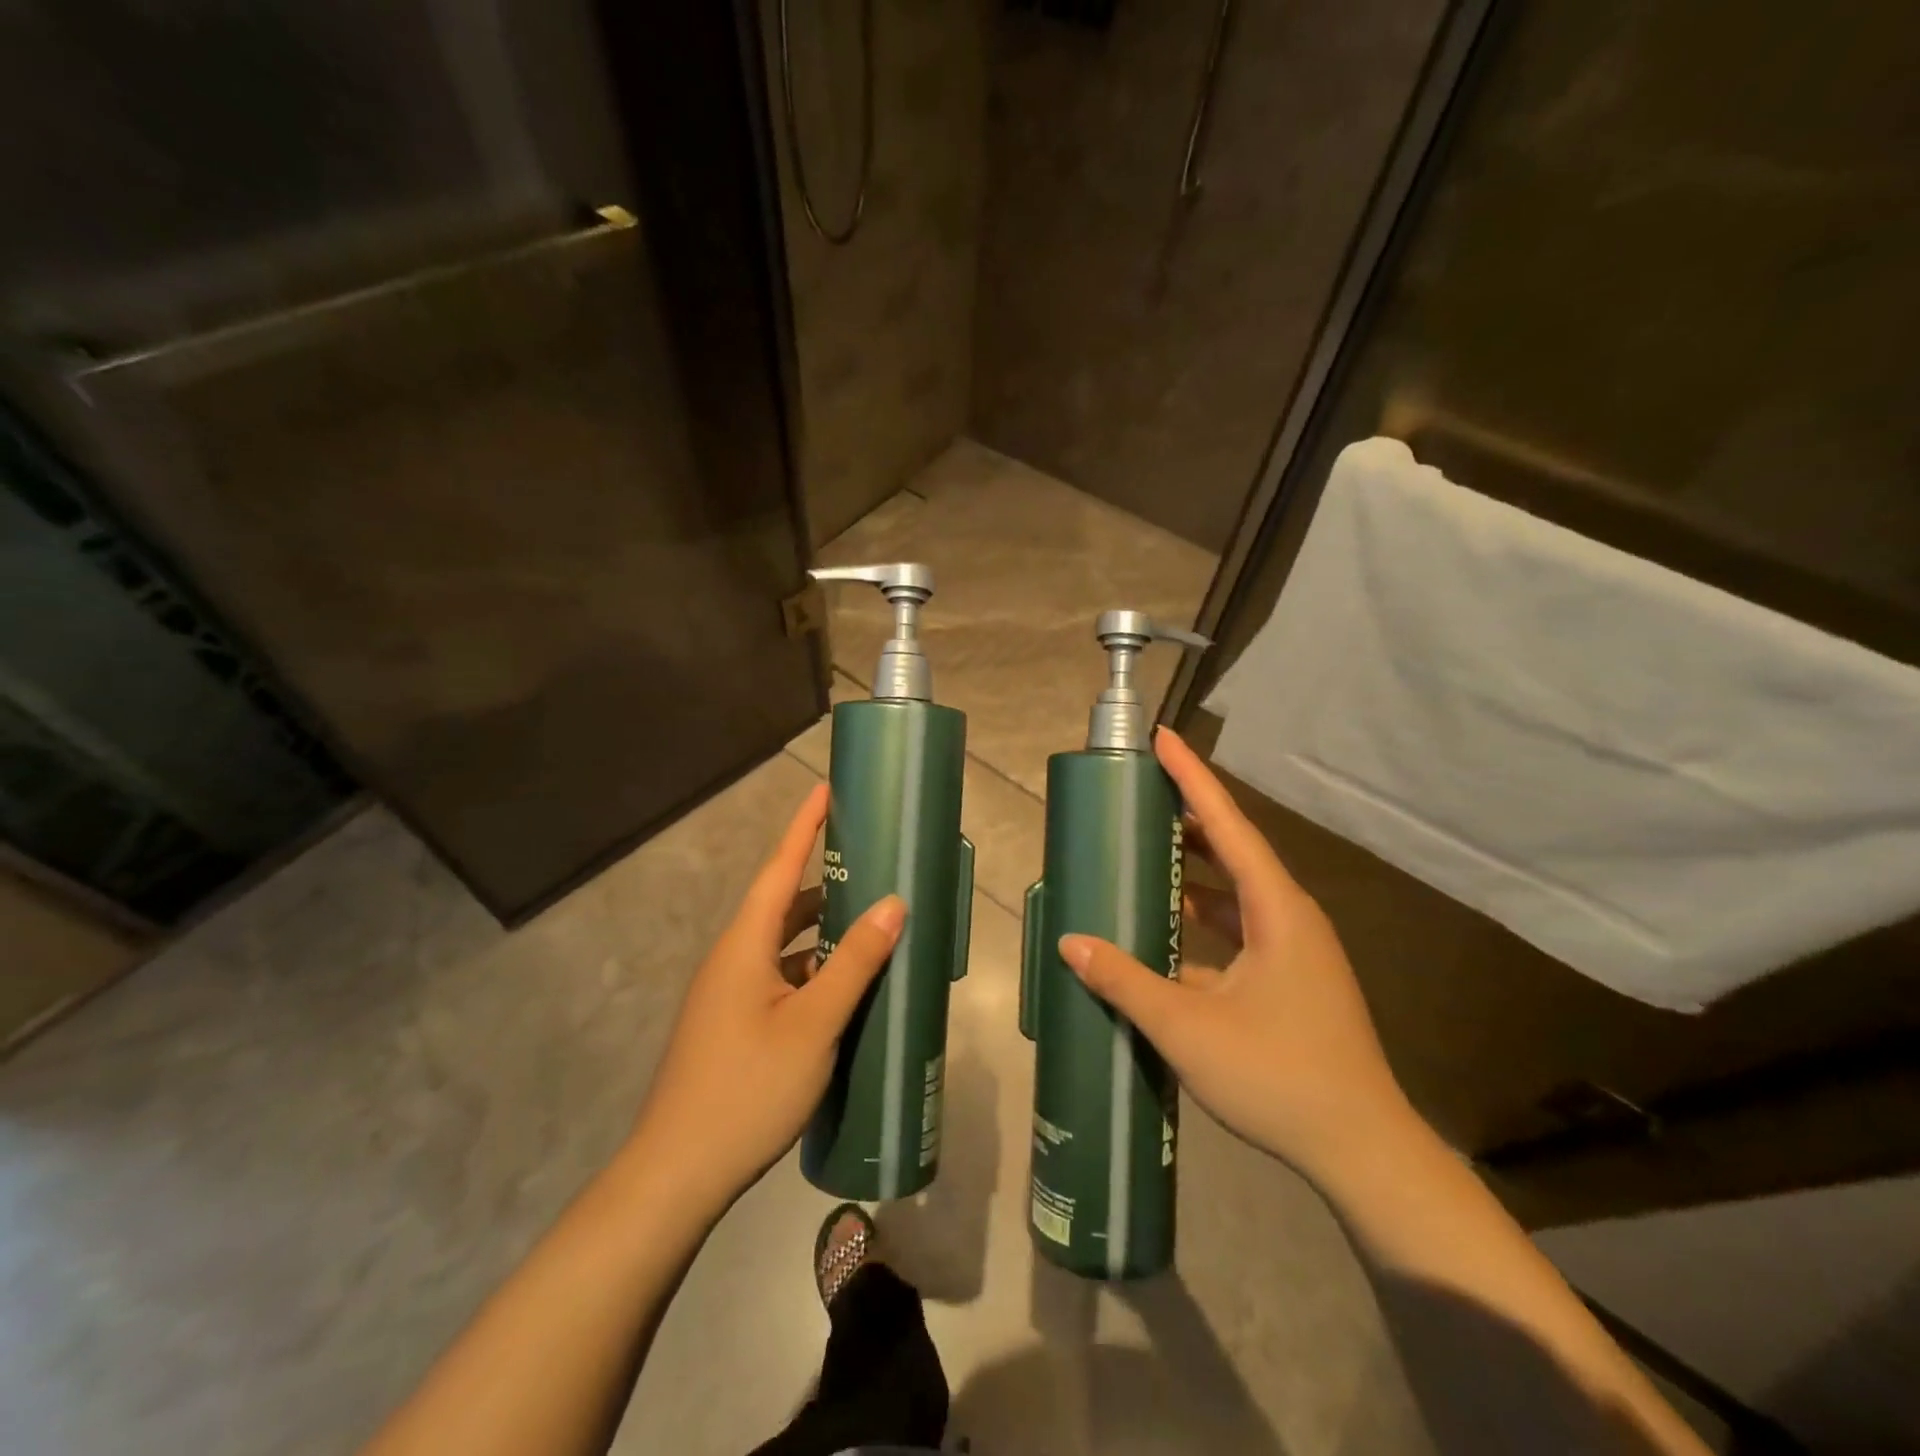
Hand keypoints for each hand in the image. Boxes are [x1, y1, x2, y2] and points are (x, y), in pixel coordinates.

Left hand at [630, 783, 904, 1212]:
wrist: (676, 1174)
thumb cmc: (747, 1089)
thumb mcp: (813, 1024)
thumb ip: (854, 962)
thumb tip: (892, 902)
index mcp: (745, 944)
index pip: (779, 868)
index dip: (804, 826)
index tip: (827, 789)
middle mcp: (733, 958)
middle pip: (782, 903)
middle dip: (824, 879)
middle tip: (870, 862)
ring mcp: (729, 993)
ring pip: (782, 945)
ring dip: (821, 930)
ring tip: (869, 922)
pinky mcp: (733, 1023)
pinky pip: (779, 977)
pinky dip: (812, 970)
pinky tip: (844, 988)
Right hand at [1059, 728, 1415, 1185]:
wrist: (1360, 1151)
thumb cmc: (1279, 1077)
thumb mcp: (1188, 1028)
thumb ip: (1125, 981)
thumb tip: (1070, 942)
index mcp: (1277, 910)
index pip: (1228, 826)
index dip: (1193, 779)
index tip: (1162, 738)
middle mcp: (1289, 917)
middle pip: (1234, 849)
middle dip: (1188, 816)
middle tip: (1141, 792)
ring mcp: (1292, 949)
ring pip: (1235, 891)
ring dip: (1193, 869)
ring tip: (1145, 849)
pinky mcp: (1288, 978)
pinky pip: (1238, 927)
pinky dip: (1201, 917)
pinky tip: (1164, 928)